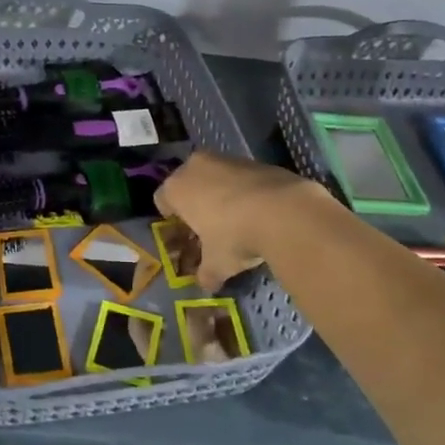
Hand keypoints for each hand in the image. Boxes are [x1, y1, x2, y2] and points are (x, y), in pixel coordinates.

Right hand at [154, 152, 321, 290]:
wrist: (283, 211)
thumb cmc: (234, 236)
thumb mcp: (217, 264)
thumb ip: (207, 274)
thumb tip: (206, 285)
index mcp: (177, 188)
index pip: (161, 199)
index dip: (170, 218)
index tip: (183, 233)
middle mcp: (196, 166)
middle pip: (187, 182)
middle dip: (195, 201)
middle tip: (207, 225)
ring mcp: (226, 159)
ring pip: (214, 176)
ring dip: (220, 193)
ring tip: (236, 219)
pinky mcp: (254, 160)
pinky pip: (240, 176)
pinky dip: (244, 190)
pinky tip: (258, 211)